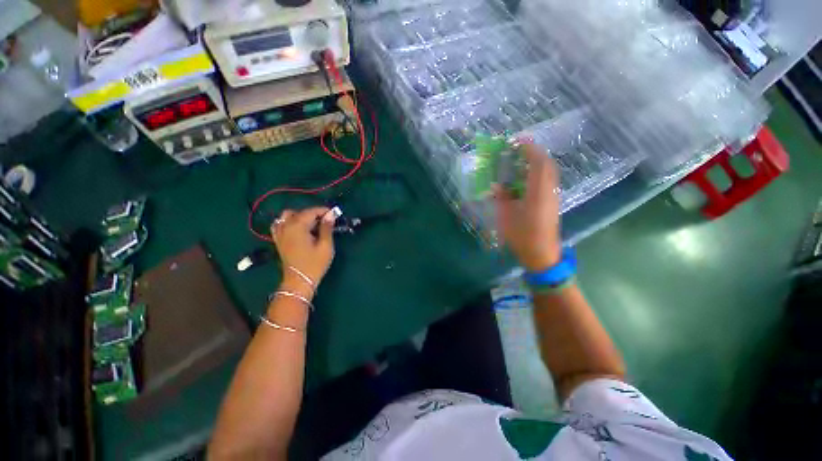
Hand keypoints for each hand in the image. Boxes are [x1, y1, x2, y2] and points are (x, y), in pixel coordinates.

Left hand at [271, 207, 335, 295]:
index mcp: (298, 226)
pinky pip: (280, 224)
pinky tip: (297, 228)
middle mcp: (286, 226)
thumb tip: (330, 214)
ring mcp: (280, 233)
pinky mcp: (278, 240)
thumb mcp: (326, 246)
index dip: (324, 211)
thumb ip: (327, 228)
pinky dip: (288, 222)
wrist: (299, 281)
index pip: (311, 211)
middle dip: (314, 214)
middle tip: (327, 222)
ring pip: (288, 216)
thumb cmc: (315, 264)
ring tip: (312, 224)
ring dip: (301, 216)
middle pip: (300, 212)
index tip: (335, 214)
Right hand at [493, 143, 561, 271]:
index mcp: (537, 193)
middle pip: (547, 164)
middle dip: (534, 153)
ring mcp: (553, 196)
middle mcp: (549, 191)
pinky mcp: (553, 202)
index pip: (538, 163)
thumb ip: (502, 198)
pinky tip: (525, 178)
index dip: (529, 149)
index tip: (516, 142)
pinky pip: (547, 180)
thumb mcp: (506, 216)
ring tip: (520, 161)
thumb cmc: (522, 236)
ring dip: (536, 162)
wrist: (542, 254)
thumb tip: (497, 185)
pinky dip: (538, 172)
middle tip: (518, 149)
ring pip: (549, 172)